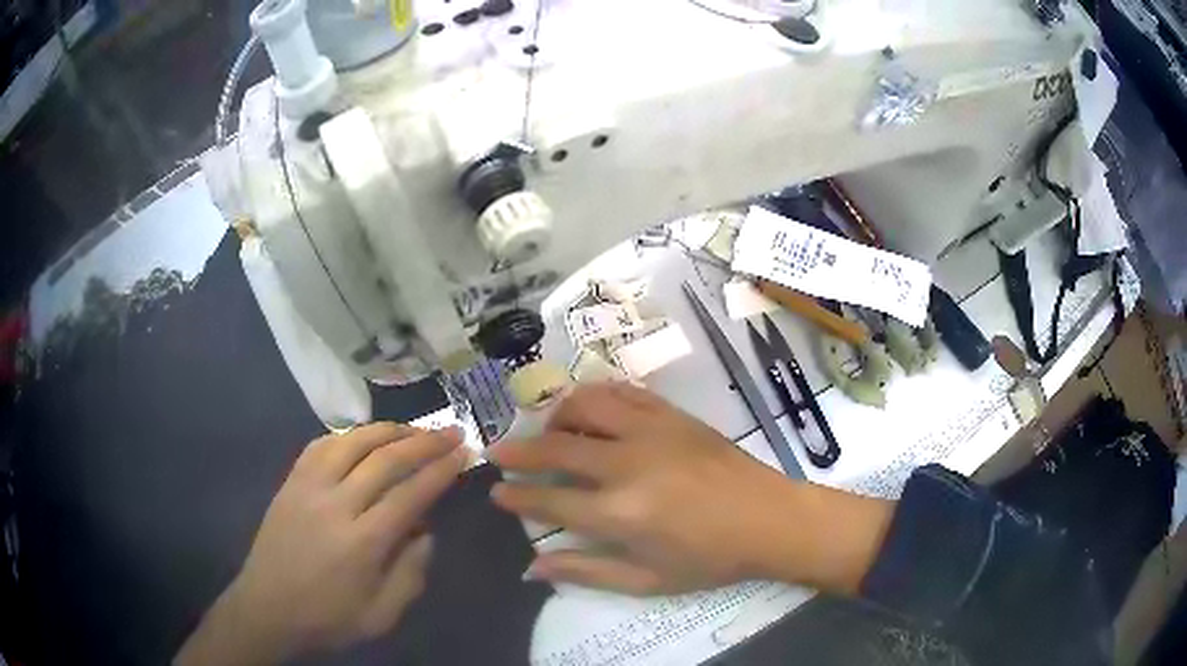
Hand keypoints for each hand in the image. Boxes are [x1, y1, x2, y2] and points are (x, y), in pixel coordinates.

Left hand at [176, 424, 467, 664]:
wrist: (267, 609)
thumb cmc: (328, 618)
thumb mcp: (382, 615)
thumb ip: (411, 574)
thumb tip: (426, 532)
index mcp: (362, 542)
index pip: (410, 494)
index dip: (440, 470)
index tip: (463, 452)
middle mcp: (335, 505)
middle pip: (385, 459)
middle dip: (424, 441)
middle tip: (451, 430)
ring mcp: (308, 487)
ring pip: (352, 442)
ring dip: (387, 430)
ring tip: (413, 428)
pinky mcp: (290, 482)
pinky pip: (320, 445)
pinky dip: (348, 435)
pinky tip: (363, 438)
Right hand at [488, 383, 892, 595]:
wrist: (769, 518)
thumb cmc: (709, 559)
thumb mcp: (647, 580)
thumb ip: (586, 571)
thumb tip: (532, 566)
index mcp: (621, 513)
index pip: (550, 499)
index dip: (516, 496)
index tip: (495, 492)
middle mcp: (629, 464)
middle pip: (556, 446)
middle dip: (518, 450)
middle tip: (497, 453)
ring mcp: (652, 431)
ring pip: (585, 405)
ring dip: (555, 416)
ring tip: (547, 431)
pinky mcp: (672, 414)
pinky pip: (622, 391)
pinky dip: (595, 395)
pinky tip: (589, 409)